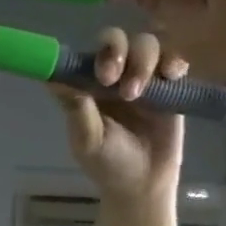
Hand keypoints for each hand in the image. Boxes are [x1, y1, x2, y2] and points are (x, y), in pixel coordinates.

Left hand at [49, 27, 184, 202]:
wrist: (144, 184)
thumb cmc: (107, 163)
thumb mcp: (87, 139)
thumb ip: (75, 108)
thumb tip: (52, 78)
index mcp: (87, 86)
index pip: (85, 55)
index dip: (89, 55)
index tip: (97, 73)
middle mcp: (114, 76)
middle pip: (116, 41)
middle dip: (116, 51)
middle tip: (111, 78)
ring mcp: (142, 78)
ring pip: (145, 45)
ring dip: (141, 61)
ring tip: (136, 93)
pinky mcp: (170, 86)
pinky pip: (174, 60)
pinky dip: (173, 61)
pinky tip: (172, 75)